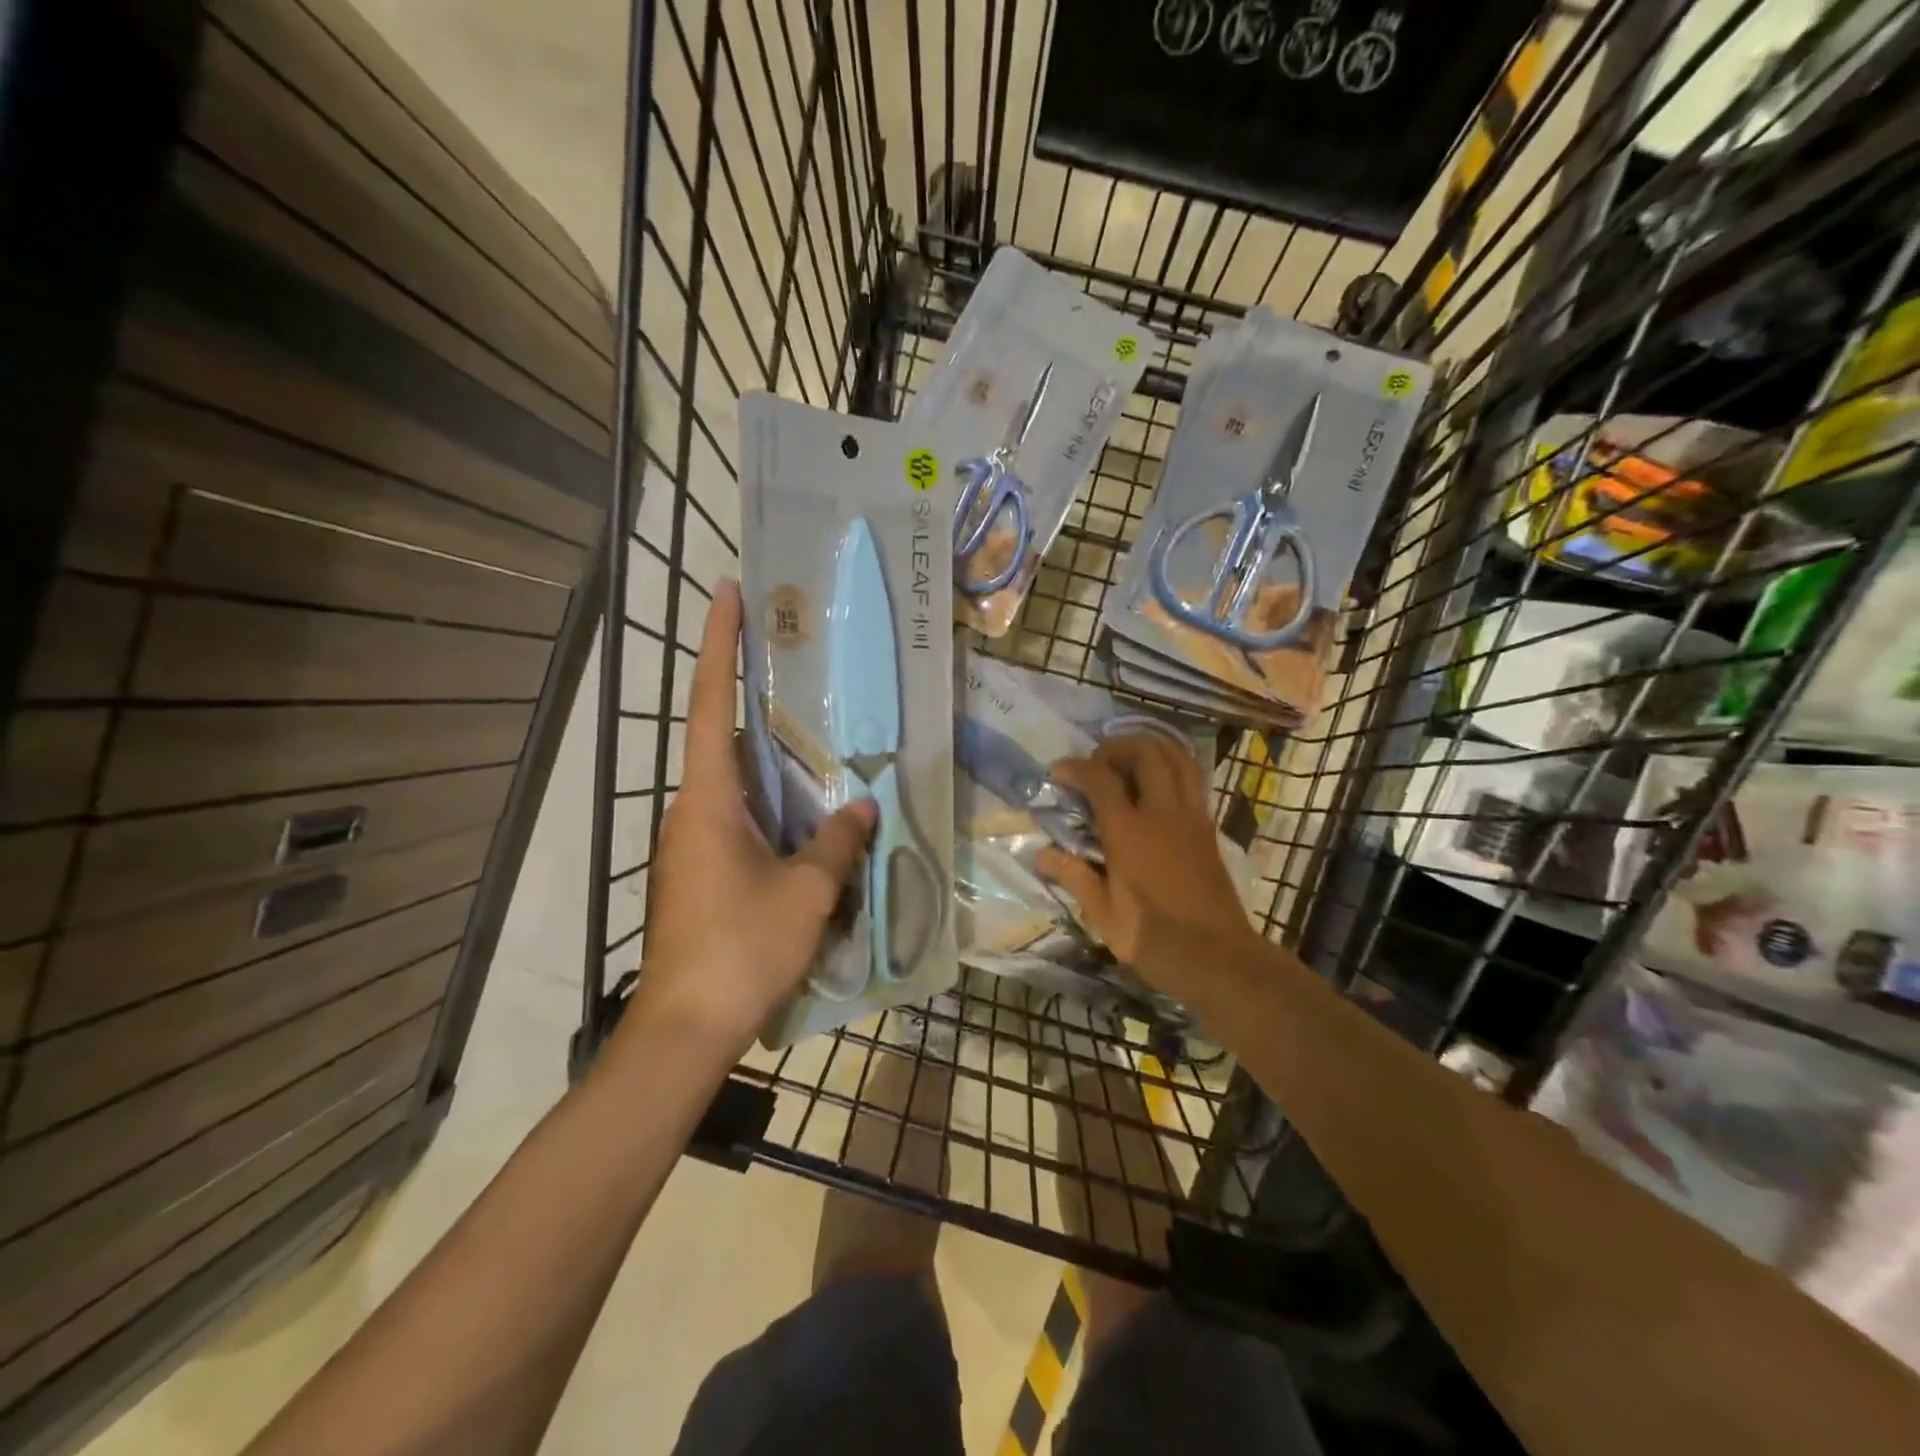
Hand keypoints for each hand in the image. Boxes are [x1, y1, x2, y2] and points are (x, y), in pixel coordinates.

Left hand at [613, 580, 874, 1064]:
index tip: (726, 592)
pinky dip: (773, 800)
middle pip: (722, 735)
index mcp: (708, 799)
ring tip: (817, 732)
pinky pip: (742, 816)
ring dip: (769, 755)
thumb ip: (836, 842)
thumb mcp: (806, 893)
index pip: (709, 703)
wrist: (688, 1027)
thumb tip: (863, 805)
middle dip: (751, 692)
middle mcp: (694, 809)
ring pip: (735, 780)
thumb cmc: (742, 948)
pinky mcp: (704, 870)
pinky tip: (809, 811)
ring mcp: (695, 842)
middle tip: (795, 658)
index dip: (717, 644)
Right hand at [1036, 734, 1254, 993]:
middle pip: (1146, 753)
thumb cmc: (1155, 940)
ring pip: (1178, 758)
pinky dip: (1173, 767)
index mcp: (1130, 833)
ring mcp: (1192, 817)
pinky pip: (1193, 779)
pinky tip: (1156, 786)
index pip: (1100, 779)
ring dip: (1151, 749)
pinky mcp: (1208, 828)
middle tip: (1097, 763)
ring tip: (1128, 762)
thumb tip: (1041, 853)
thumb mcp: (1103, 915)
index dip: (1076, 767)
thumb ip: (1074, 876)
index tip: (1058, 772)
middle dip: (1117, 746)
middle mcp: (1163, 814)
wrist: (1219, 959)